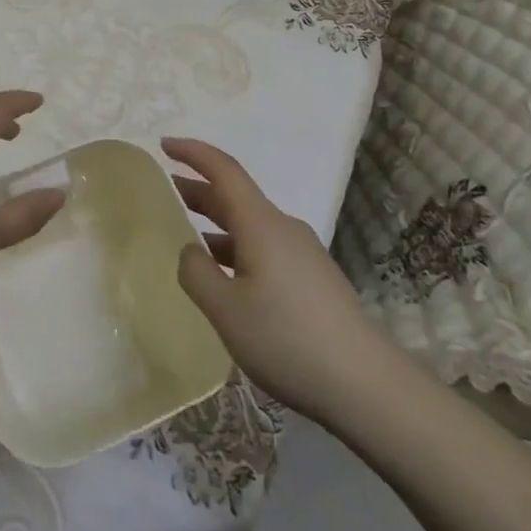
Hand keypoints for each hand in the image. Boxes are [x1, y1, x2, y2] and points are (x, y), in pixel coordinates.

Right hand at [166, 137, 383, 421]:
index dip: (192, 152)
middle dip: (198, 190)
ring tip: (186, 238)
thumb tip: (190, 250)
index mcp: (261, 223)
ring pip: (250, 226)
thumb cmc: (288, 339)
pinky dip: (236, 248)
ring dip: (216, 224)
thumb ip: (196, 272)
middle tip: (163, 192)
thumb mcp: (226, 310)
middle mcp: (283, 228)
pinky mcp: (312, 279)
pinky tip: (225, 278)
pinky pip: (264, 248)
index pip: (223, 170)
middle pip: (235, 197)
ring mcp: (302, 253)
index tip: (164, 144)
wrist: (367, 386)